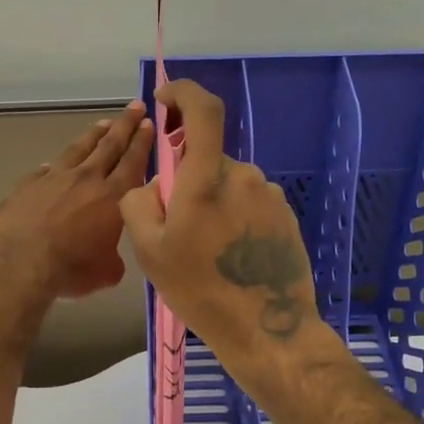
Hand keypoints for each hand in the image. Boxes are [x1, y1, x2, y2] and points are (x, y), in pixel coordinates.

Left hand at [0, 101, 153, 300]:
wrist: (19, 261)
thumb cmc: (70, 268)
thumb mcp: (106, 271)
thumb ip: (113, 258)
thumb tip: (109, 255)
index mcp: (113, 197)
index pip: (133, 162)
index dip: (142, 142)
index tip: (149, 122)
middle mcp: (86, 179)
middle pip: (109, 145)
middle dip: (124, 125)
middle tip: (135, 106)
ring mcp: (54, 177)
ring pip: (79, 149)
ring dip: (93, 135)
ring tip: (102, 123)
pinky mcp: (28, 184)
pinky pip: (47, 169)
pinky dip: (56, 164)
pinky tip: (55, 163)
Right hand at [119, 80, 317, 372]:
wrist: (267, 329)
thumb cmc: (201, 290)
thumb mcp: (149, 250)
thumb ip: (139, 202)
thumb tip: (154, 185)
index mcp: (207, 178)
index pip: (202, 110)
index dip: (182, 93)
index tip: (165, 101)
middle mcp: (243, 175)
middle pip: (207, 158)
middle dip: (187, 179)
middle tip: (177, 227)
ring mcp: (269, 195)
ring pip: (227, 183)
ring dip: (211, 202)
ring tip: (206, 251)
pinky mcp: (284, 216)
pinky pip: (248, 202)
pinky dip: (233, 216)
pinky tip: (231, 257)